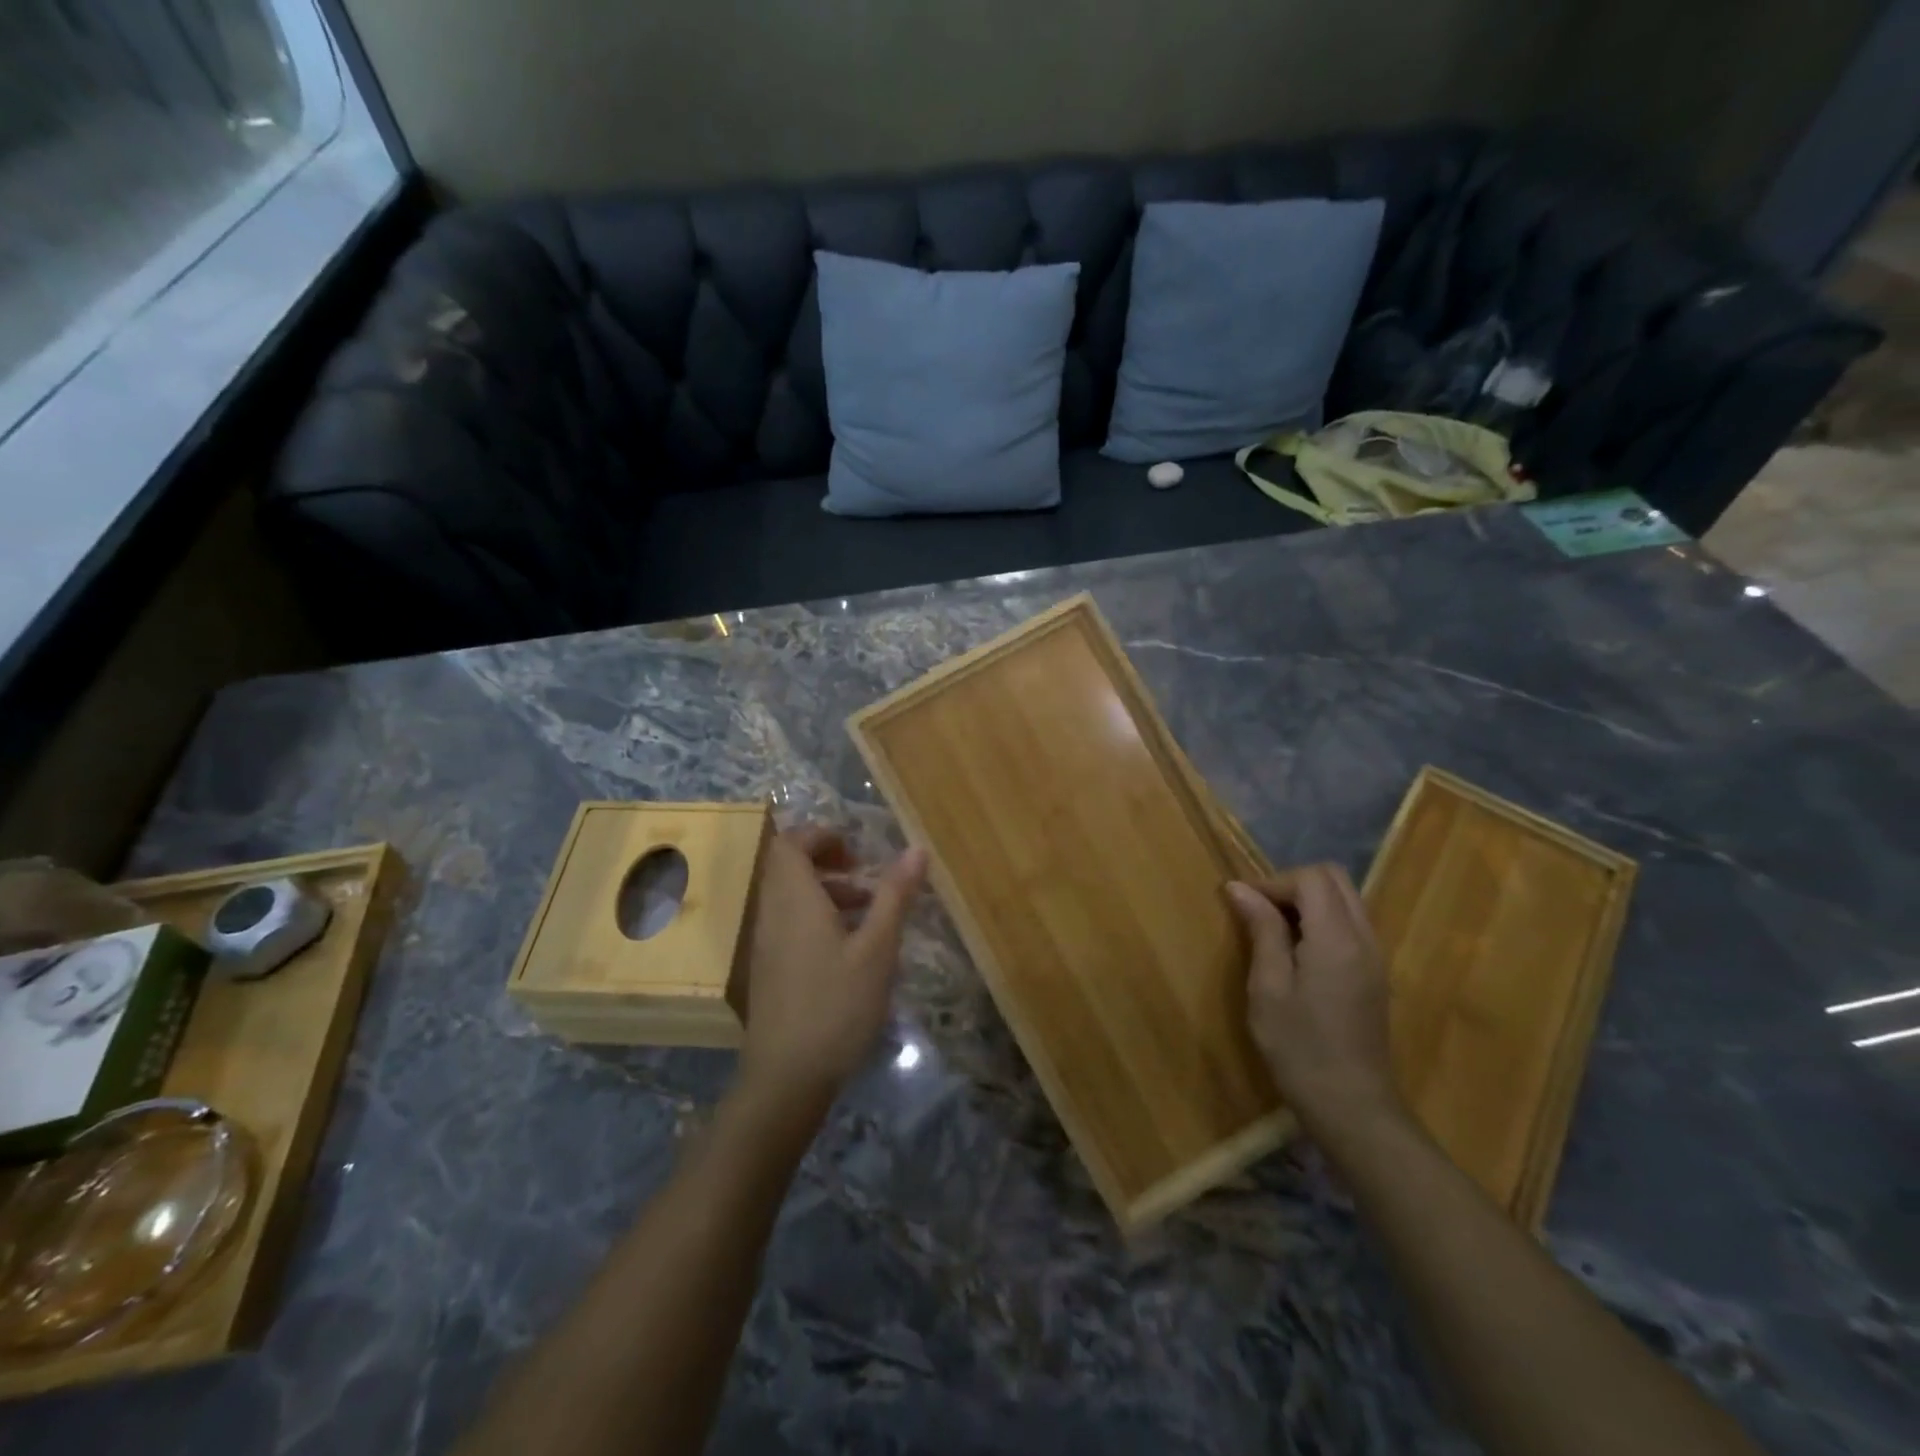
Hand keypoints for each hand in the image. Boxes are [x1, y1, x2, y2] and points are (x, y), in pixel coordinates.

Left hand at [735, 825, 926, 1104]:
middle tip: (864, 876)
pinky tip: (849, 948)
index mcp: (794, 899)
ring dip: (824, 891)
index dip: (821, 836)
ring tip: (867, 911)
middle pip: (786, 867)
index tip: (856, 851)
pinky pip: (787, 922)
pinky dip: (815, 917)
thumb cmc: (837, 1005)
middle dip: (826, 861)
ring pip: (788, 896)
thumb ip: (894, 895)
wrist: (786, 1077)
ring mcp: (765, 943)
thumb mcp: (877, 949)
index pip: (790, 843)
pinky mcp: (767, 969)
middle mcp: (772, 913)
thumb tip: (916, 848)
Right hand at [1226, 864, 1402, 1139]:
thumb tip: (1240, 888)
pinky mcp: (1375, 974)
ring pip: (1346, 899)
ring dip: (1308, 901)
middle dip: (1293, 884)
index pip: (1311, 878)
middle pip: (1335, 879)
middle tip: (1259, 911)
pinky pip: (1351, 923)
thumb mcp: (1268, 988)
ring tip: (1273, 930)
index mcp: (1337, 939)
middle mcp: (1364, 938)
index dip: (1273, 882)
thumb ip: (1261, 931)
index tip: (1242, 904)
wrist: (1353, 1107)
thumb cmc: (1300, 1048)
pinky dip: (1322, 920)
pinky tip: (1297, 951)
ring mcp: (1375, 956)